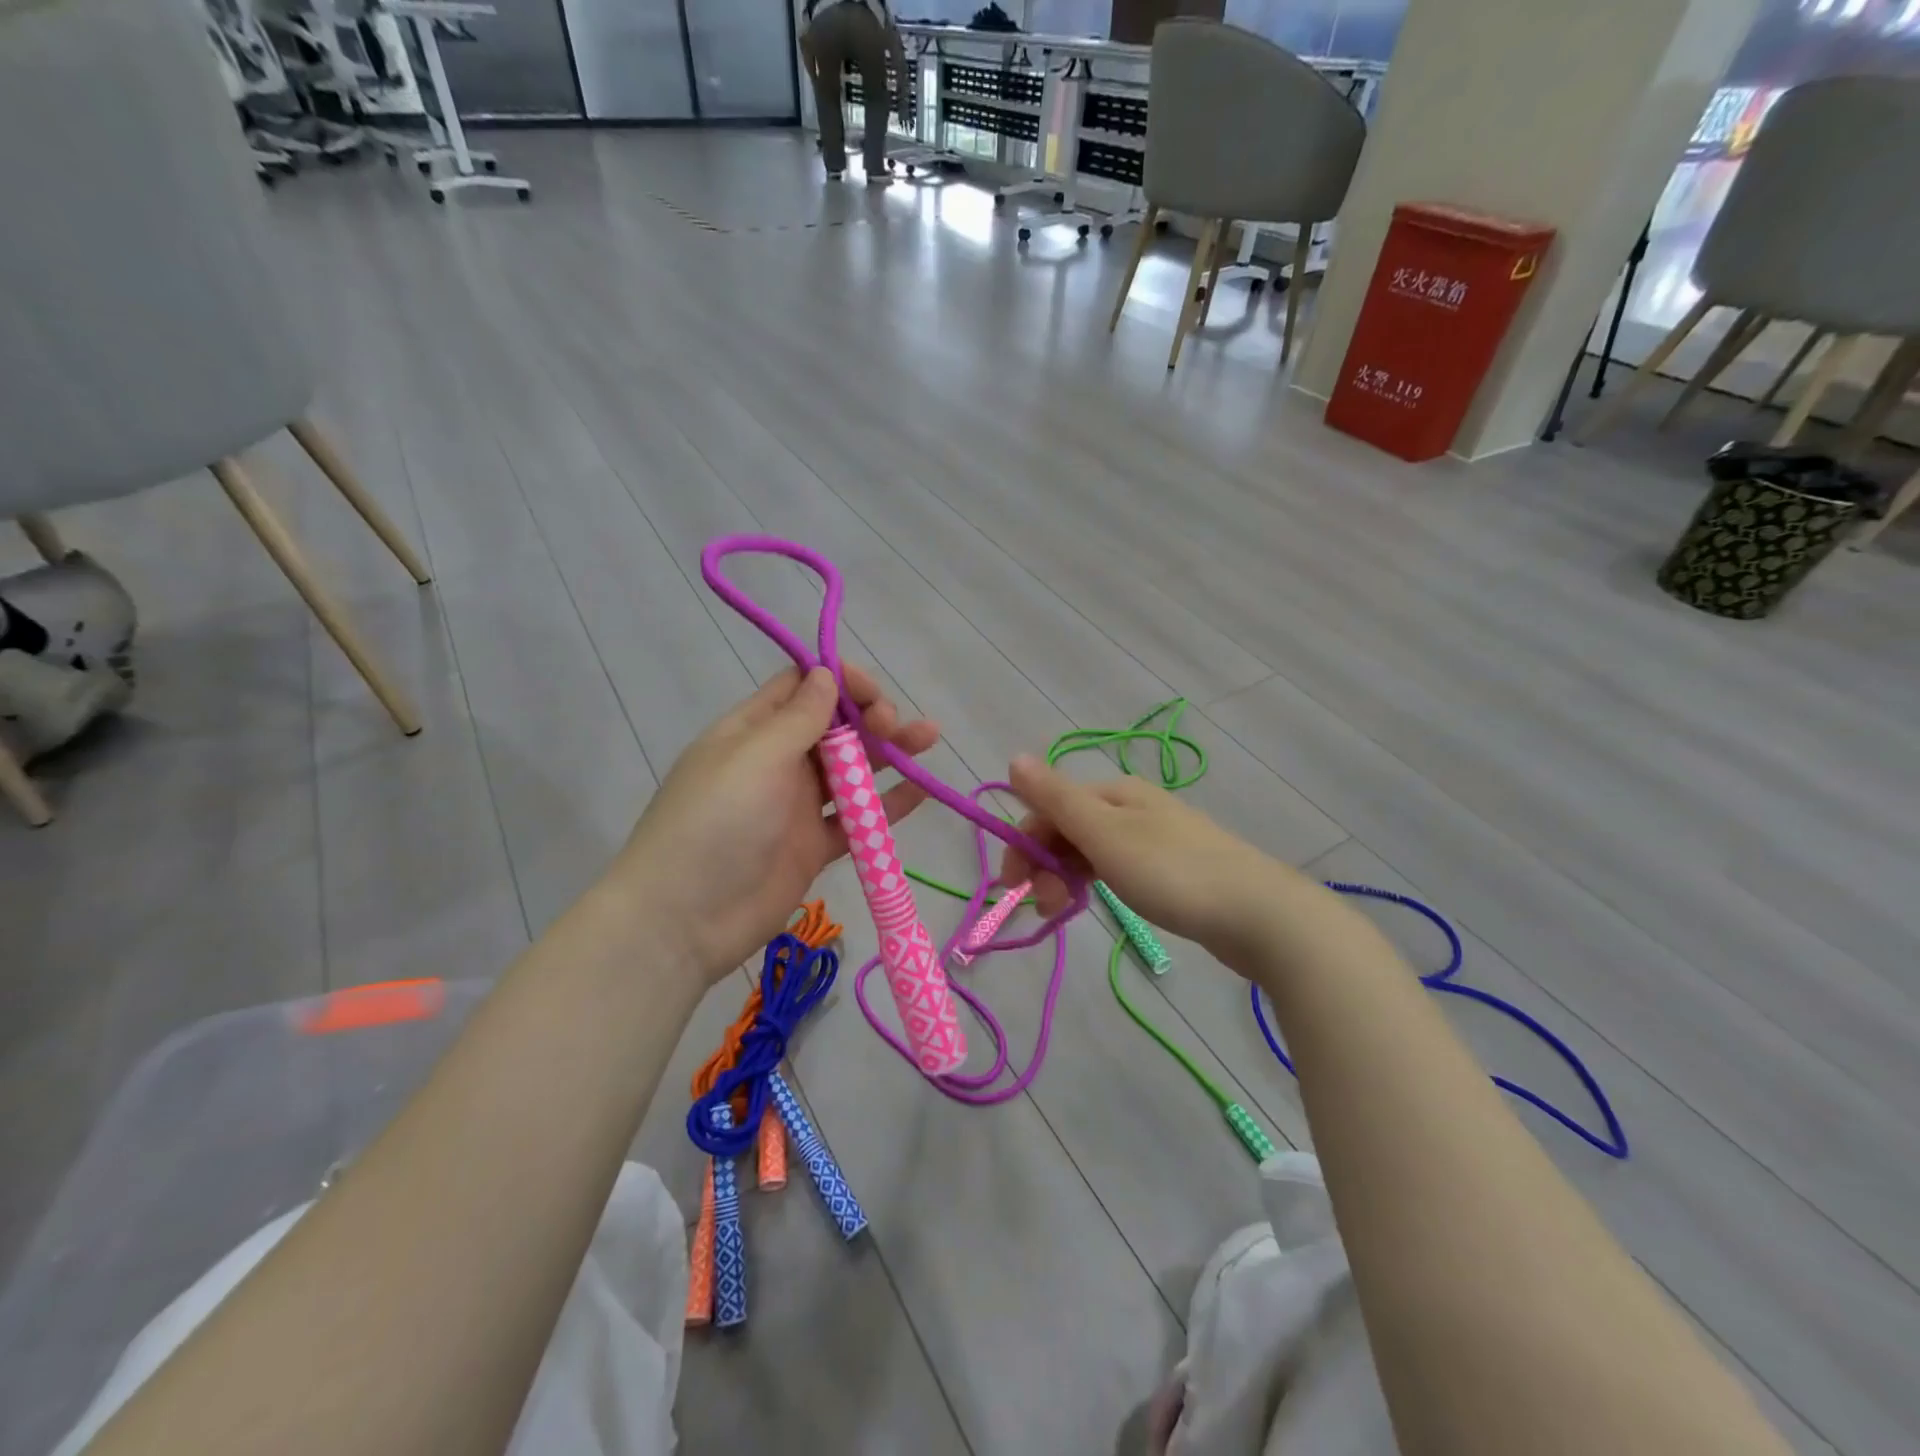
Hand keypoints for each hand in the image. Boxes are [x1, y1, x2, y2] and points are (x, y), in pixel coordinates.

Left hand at [613, 665, 938, 981]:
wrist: (685, 918)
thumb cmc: (717, 821)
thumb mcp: (756, 756)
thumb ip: (799, 718)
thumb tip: (826, 673)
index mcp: (753, 731)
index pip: (801, 688)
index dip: (839, 681)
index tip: (871, 691)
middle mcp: (777, 762)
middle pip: (834, 727)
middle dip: (869, 717)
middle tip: (893, 725)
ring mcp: (797, 806)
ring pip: (852, 769)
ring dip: (890, 752)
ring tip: (930, 738)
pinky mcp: (814, 846)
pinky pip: (858, 818)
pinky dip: (889, 804)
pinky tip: (923, 789)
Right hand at [999, 755, 1293, 970]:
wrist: (1258, 914)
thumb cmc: (1172, 871)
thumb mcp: (1105, 834)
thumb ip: (1056, 798)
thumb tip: (1014, 757)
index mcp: (1114, 793)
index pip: (1049, 808)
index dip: (1024, 843)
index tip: (1011, 888)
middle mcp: (1131, 807)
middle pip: (1068, 828)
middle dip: (1044, 865)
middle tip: (1044, 908)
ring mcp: (1153, 837)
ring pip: (1090, 851)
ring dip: (1065, 877)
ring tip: (1063, 914)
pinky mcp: (1170, 868)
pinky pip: (1115, 868)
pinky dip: (1094, 883)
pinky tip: (1095, 903)